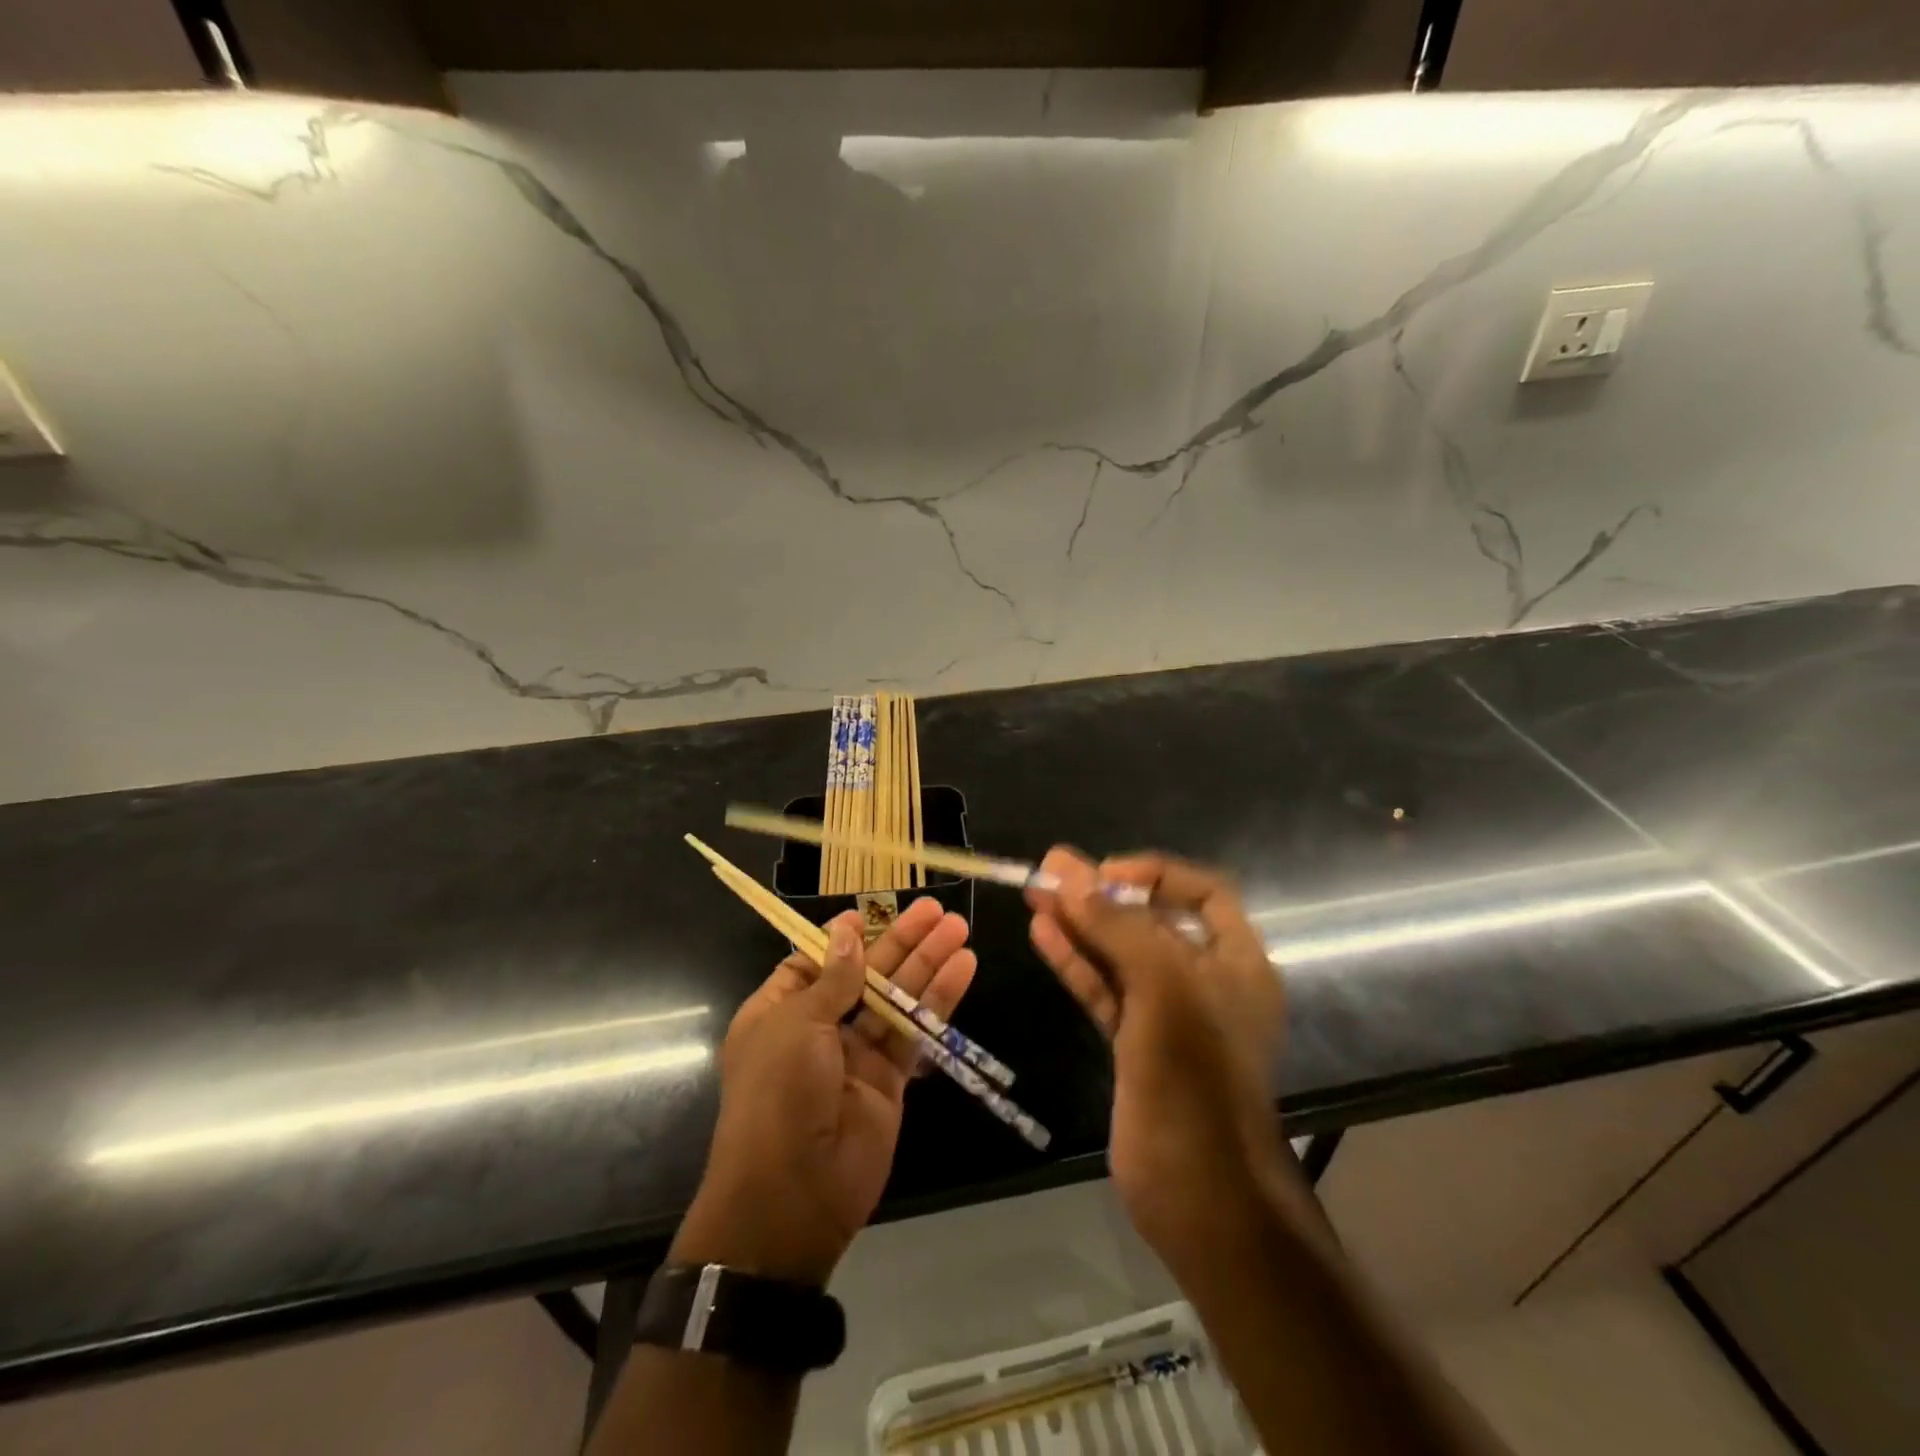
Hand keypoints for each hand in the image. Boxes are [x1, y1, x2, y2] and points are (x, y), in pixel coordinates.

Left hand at [672, 897, 976, 1285]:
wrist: (792, 1194)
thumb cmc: (778, 1094)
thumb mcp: (796, 1025)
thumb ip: (833, 980)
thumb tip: (848, 932)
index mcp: (778, 1011)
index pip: (814, 961)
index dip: (844, 937)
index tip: (871, 912)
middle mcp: (817, 1028)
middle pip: (864, 973)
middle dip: (899, 940)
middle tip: (935, 909)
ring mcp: (856, 1054)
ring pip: (896, 997)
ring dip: (927, 962)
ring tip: (958, 926)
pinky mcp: (890, 1078)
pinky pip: (915, 1030)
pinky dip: (939, 999)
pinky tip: (963, 967)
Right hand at [1027, 849, 1286, 1261]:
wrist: (1199, 1192)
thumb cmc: (1195, 1076)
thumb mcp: (1163, 985)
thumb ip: (1116, 925)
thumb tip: (1067, 870)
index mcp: (1237, 961)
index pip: (1202, 893)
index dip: (1154, 874)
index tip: (1105, 873)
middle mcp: (1206, 981)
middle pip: (1151, 921)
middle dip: (1103, 895)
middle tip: (1050, 872)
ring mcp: (1168, 1015)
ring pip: (1120, 955)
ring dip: (1080, 925)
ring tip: (1035, 895)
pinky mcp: (1135, 1045)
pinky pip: (1104, 990)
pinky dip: (1075, 963)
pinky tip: (1043, 936)